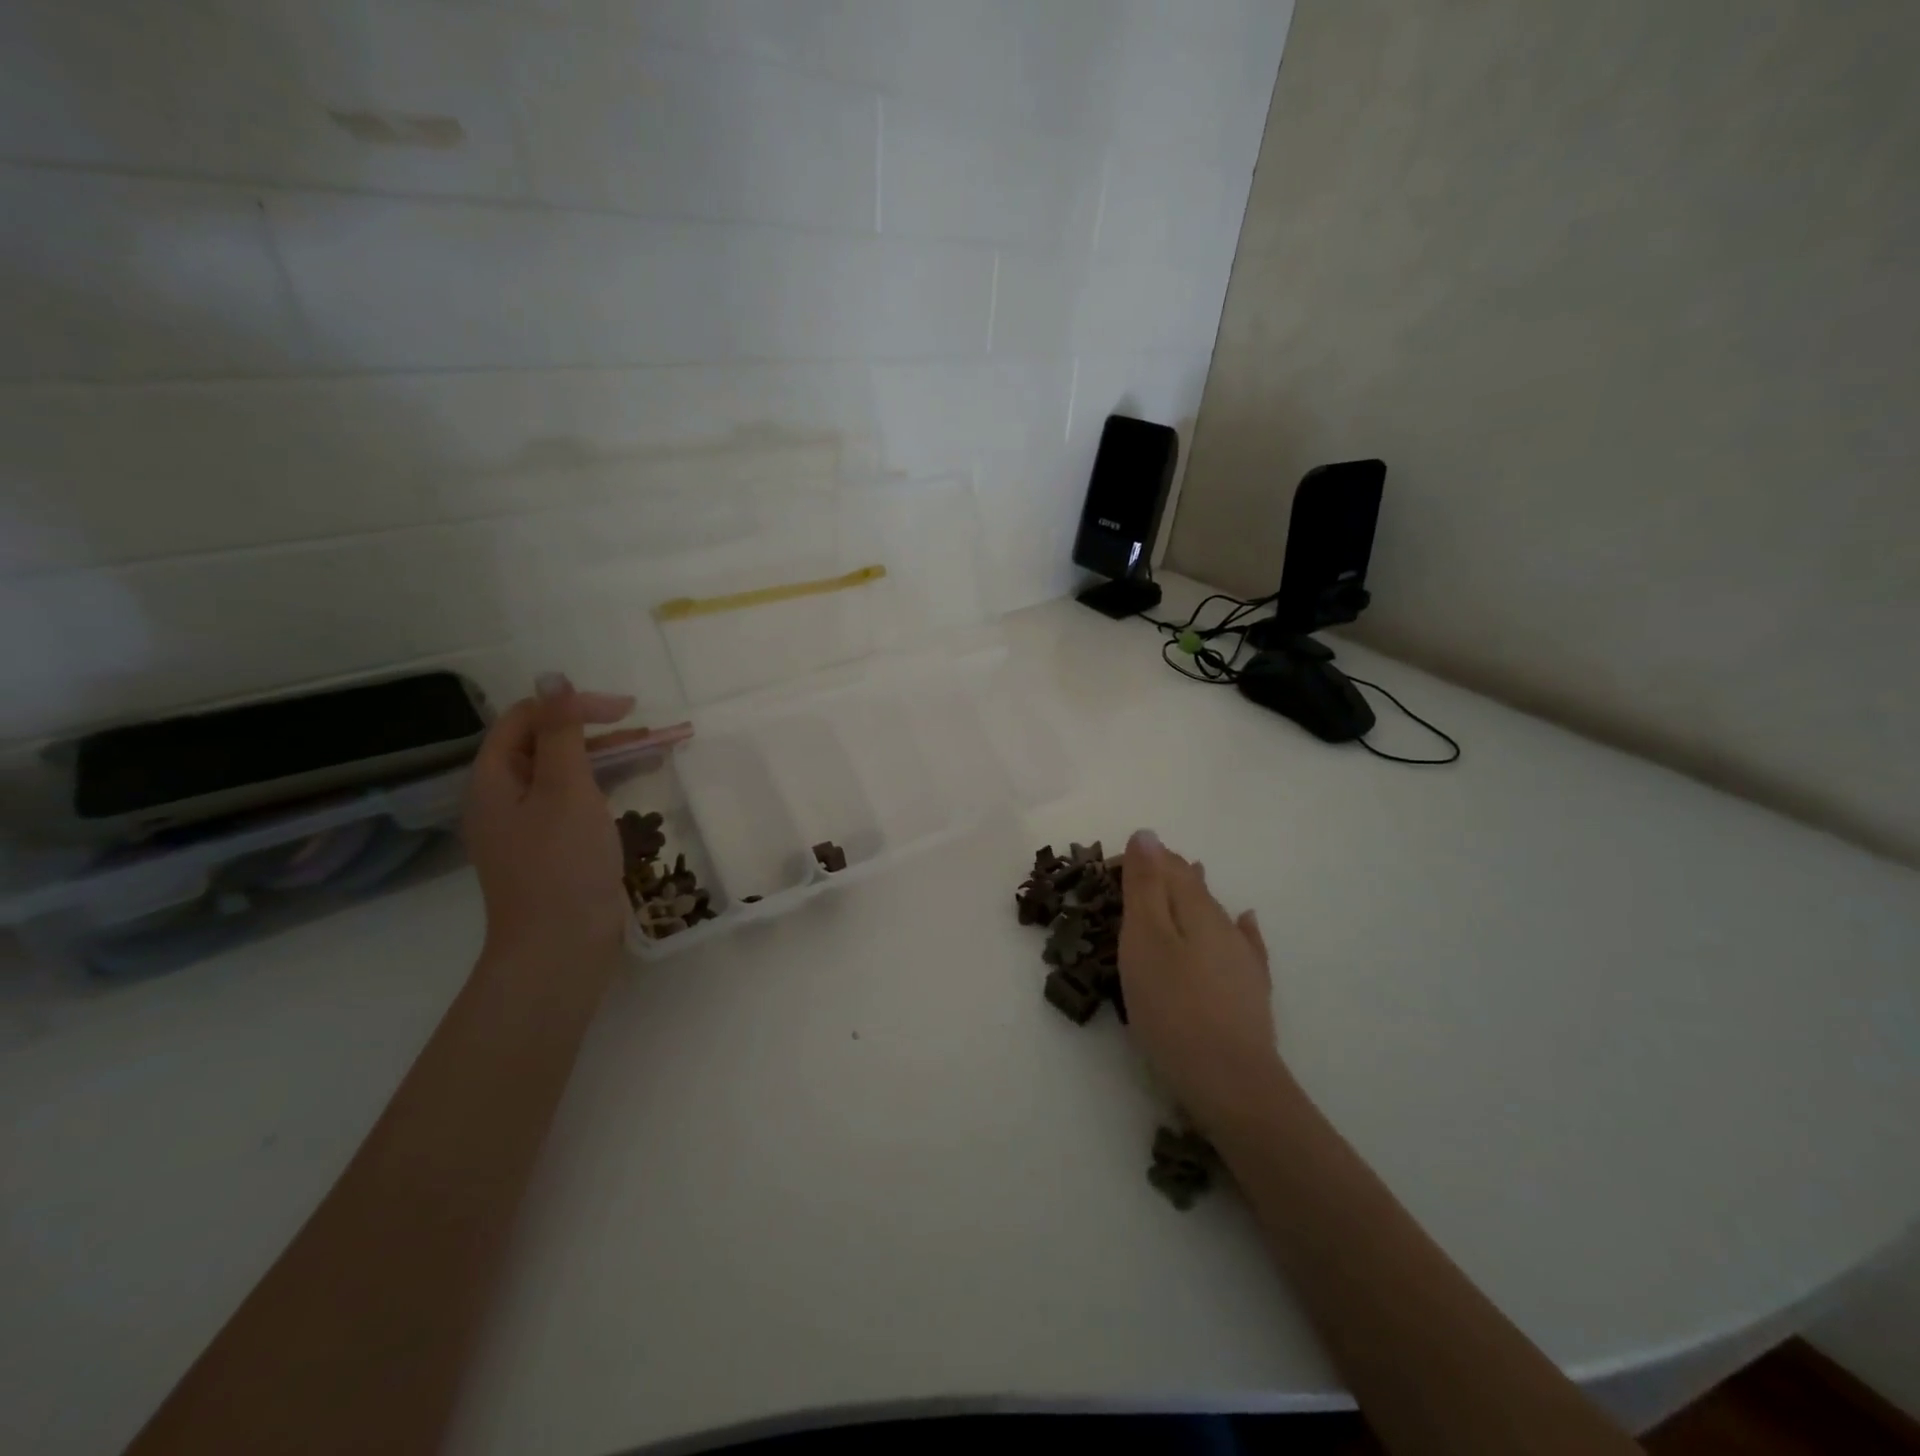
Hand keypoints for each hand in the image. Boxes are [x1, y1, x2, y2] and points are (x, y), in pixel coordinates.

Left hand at [463, 677, 634, 974]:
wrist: (560, 947)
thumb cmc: (562, 863)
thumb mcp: (566, 789)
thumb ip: (562, 732)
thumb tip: (552, 676)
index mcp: (494, 779)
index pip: (526, 719)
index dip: (573, 705)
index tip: (626, 711)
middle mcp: (505, 797)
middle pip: (548, 744)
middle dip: (599, 731)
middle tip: (650, 730)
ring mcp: (529, 825)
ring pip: (568, 773)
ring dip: (610, 756)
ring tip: (657, 750)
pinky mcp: (554, 846)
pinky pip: (578, 799)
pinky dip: (608, 785)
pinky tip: (640, 782)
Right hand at [1119, 829, 1290, 1132]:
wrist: (1231, 1081)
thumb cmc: (1173, 1007)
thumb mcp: (1145, 940)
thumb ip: (1146, 886)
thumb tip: (1147, 834)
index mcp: (1195, 908)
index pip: (1168, 866)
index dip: (1142, 859)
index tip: (1111, 865)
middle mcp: (1223, 923)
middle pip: (1192, 886)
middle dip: (1167, 875)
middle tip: (1139, 872)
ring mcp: (1242, 957)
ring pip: (1214, 912)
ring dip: (1195, 894)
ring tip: (1188, 875)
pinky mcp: (1251, 989)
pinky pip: (1244, 943)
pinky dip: (1238, 926)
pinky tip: (1246, 920)